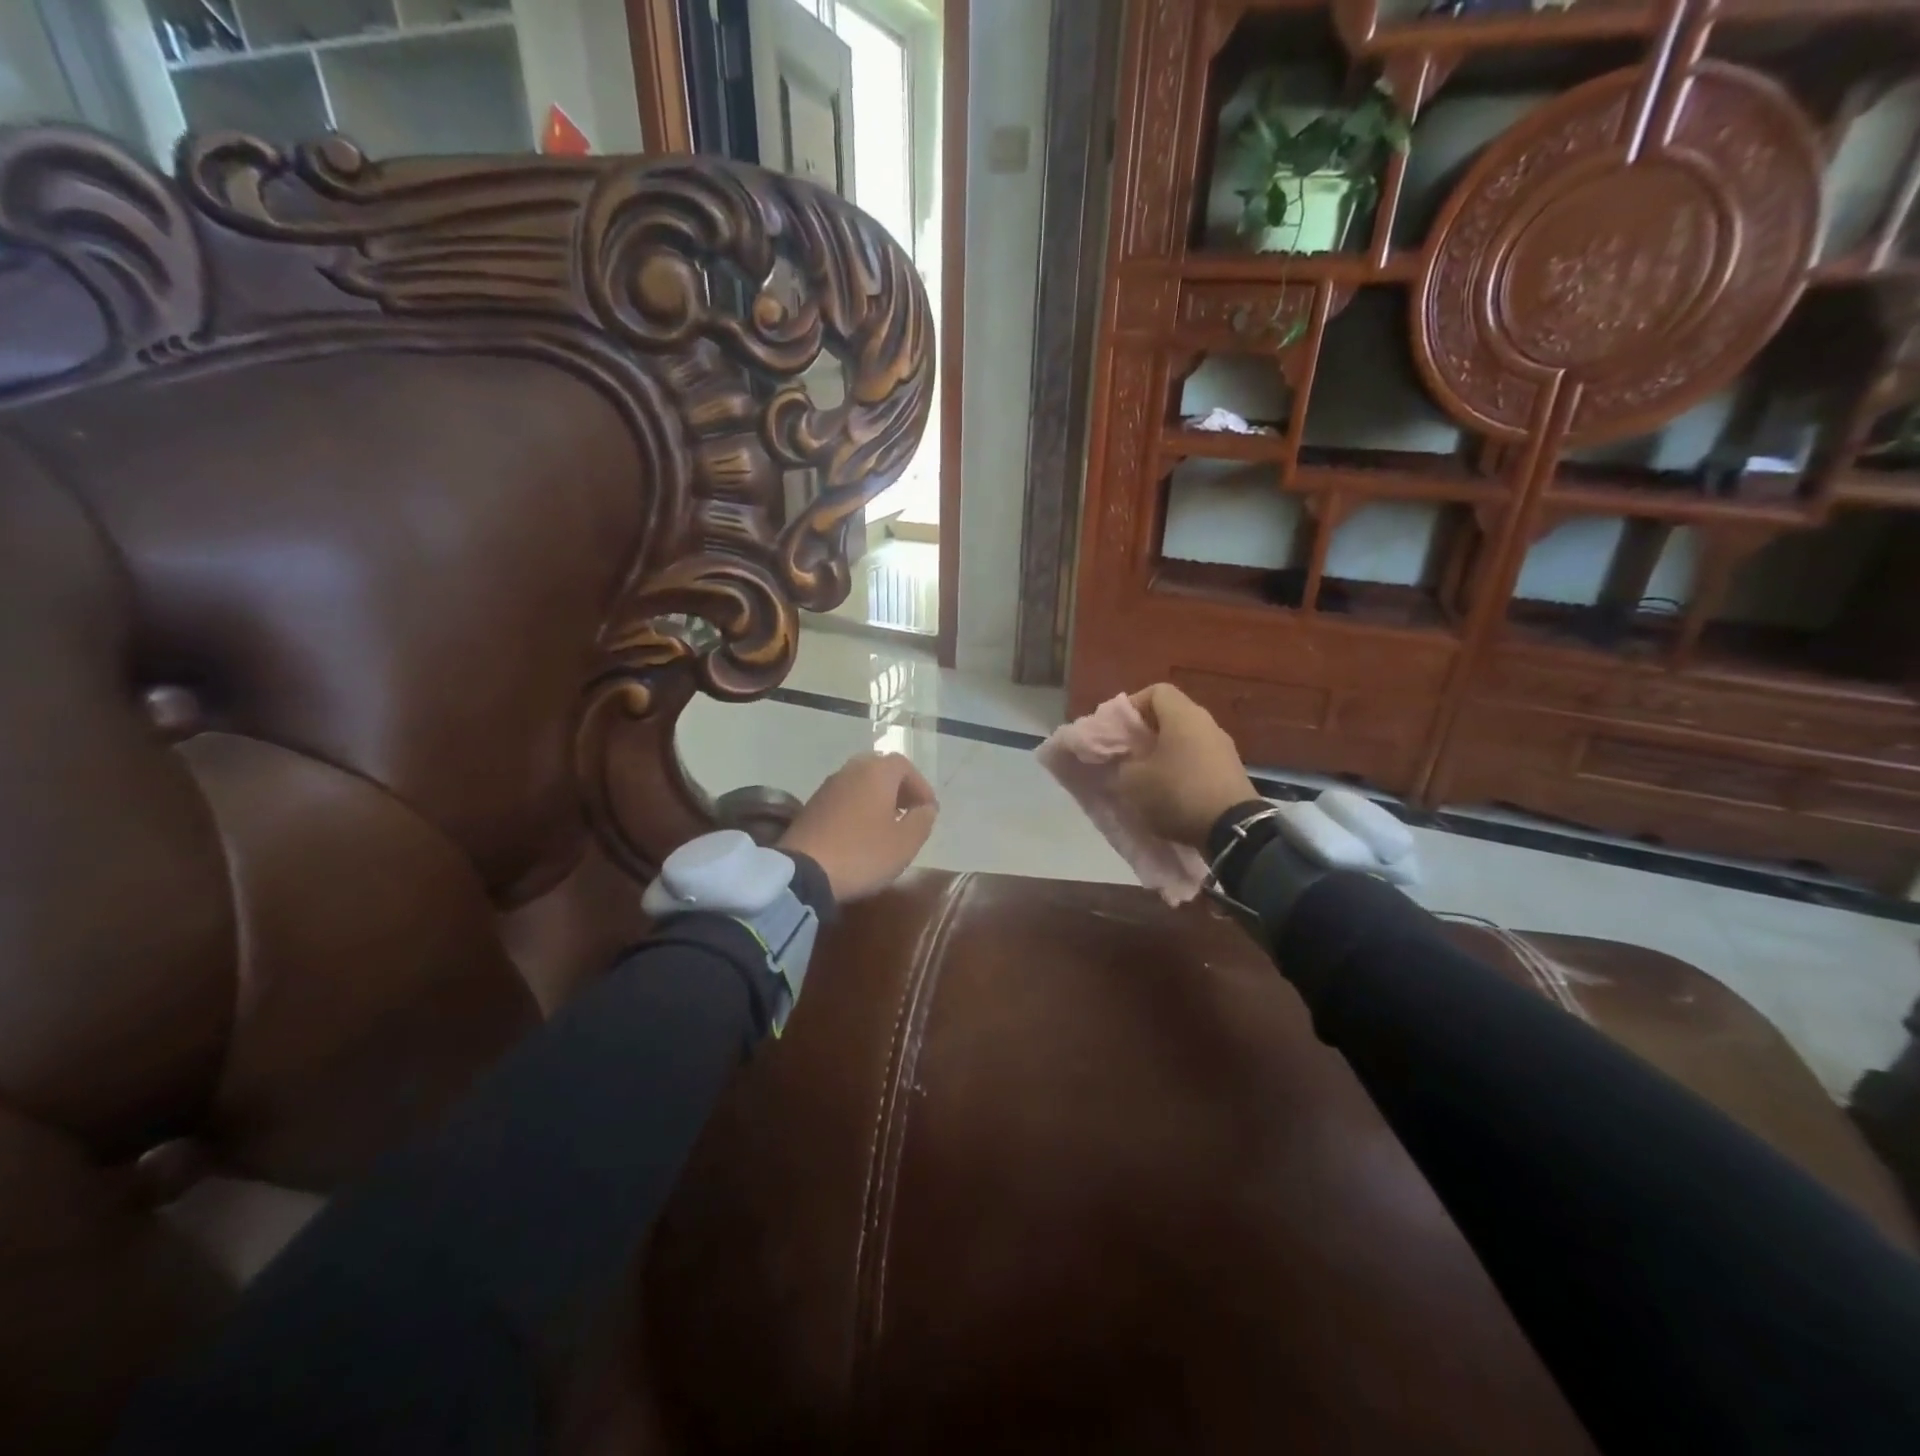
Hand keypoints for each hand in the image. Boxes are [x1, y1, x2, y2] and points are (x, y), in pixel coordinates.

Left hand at [780, 752, 938, 901]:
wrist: (803, 872)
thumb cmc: (862, 853)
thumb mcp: (905, 843)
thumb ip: (922, 820)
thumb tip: (925, 808)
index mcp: (876, 772)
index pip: (904, 765)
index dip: (920, 786)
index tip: (928, 810)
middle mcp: (850, 771)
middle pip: (880, 770)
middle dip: (898, 789)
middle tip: (908, 813)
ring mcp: (827, 787)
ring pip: (860, 784)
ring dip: (877, 799)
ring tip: (887, 826)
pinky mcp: (811, 806)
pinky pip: (843, 799)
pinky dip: (857, 809)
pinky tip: (861, 834)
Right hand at [1114, 683, 1259, 848]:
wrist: (1233, 829)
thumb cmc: (1178, 792)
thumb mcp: (1134, 781)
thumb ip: (1122, 764)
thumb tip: (1125, 761)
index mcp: (1183, 715)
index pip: (1156, 691)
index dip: (1132, 705)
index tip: (1117, 729)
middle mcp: (1207, 723)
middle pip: (1171, 715)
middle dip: (1145, 731)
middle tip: (1126, 752)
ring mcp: (1223, 747)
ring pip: (1185, 738)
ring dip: (1163, 751)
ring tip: (1145, 774)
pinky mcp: (1231, 770)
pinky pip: (1198, 758)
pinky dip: (1181, 767)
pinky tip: (1169, 790)